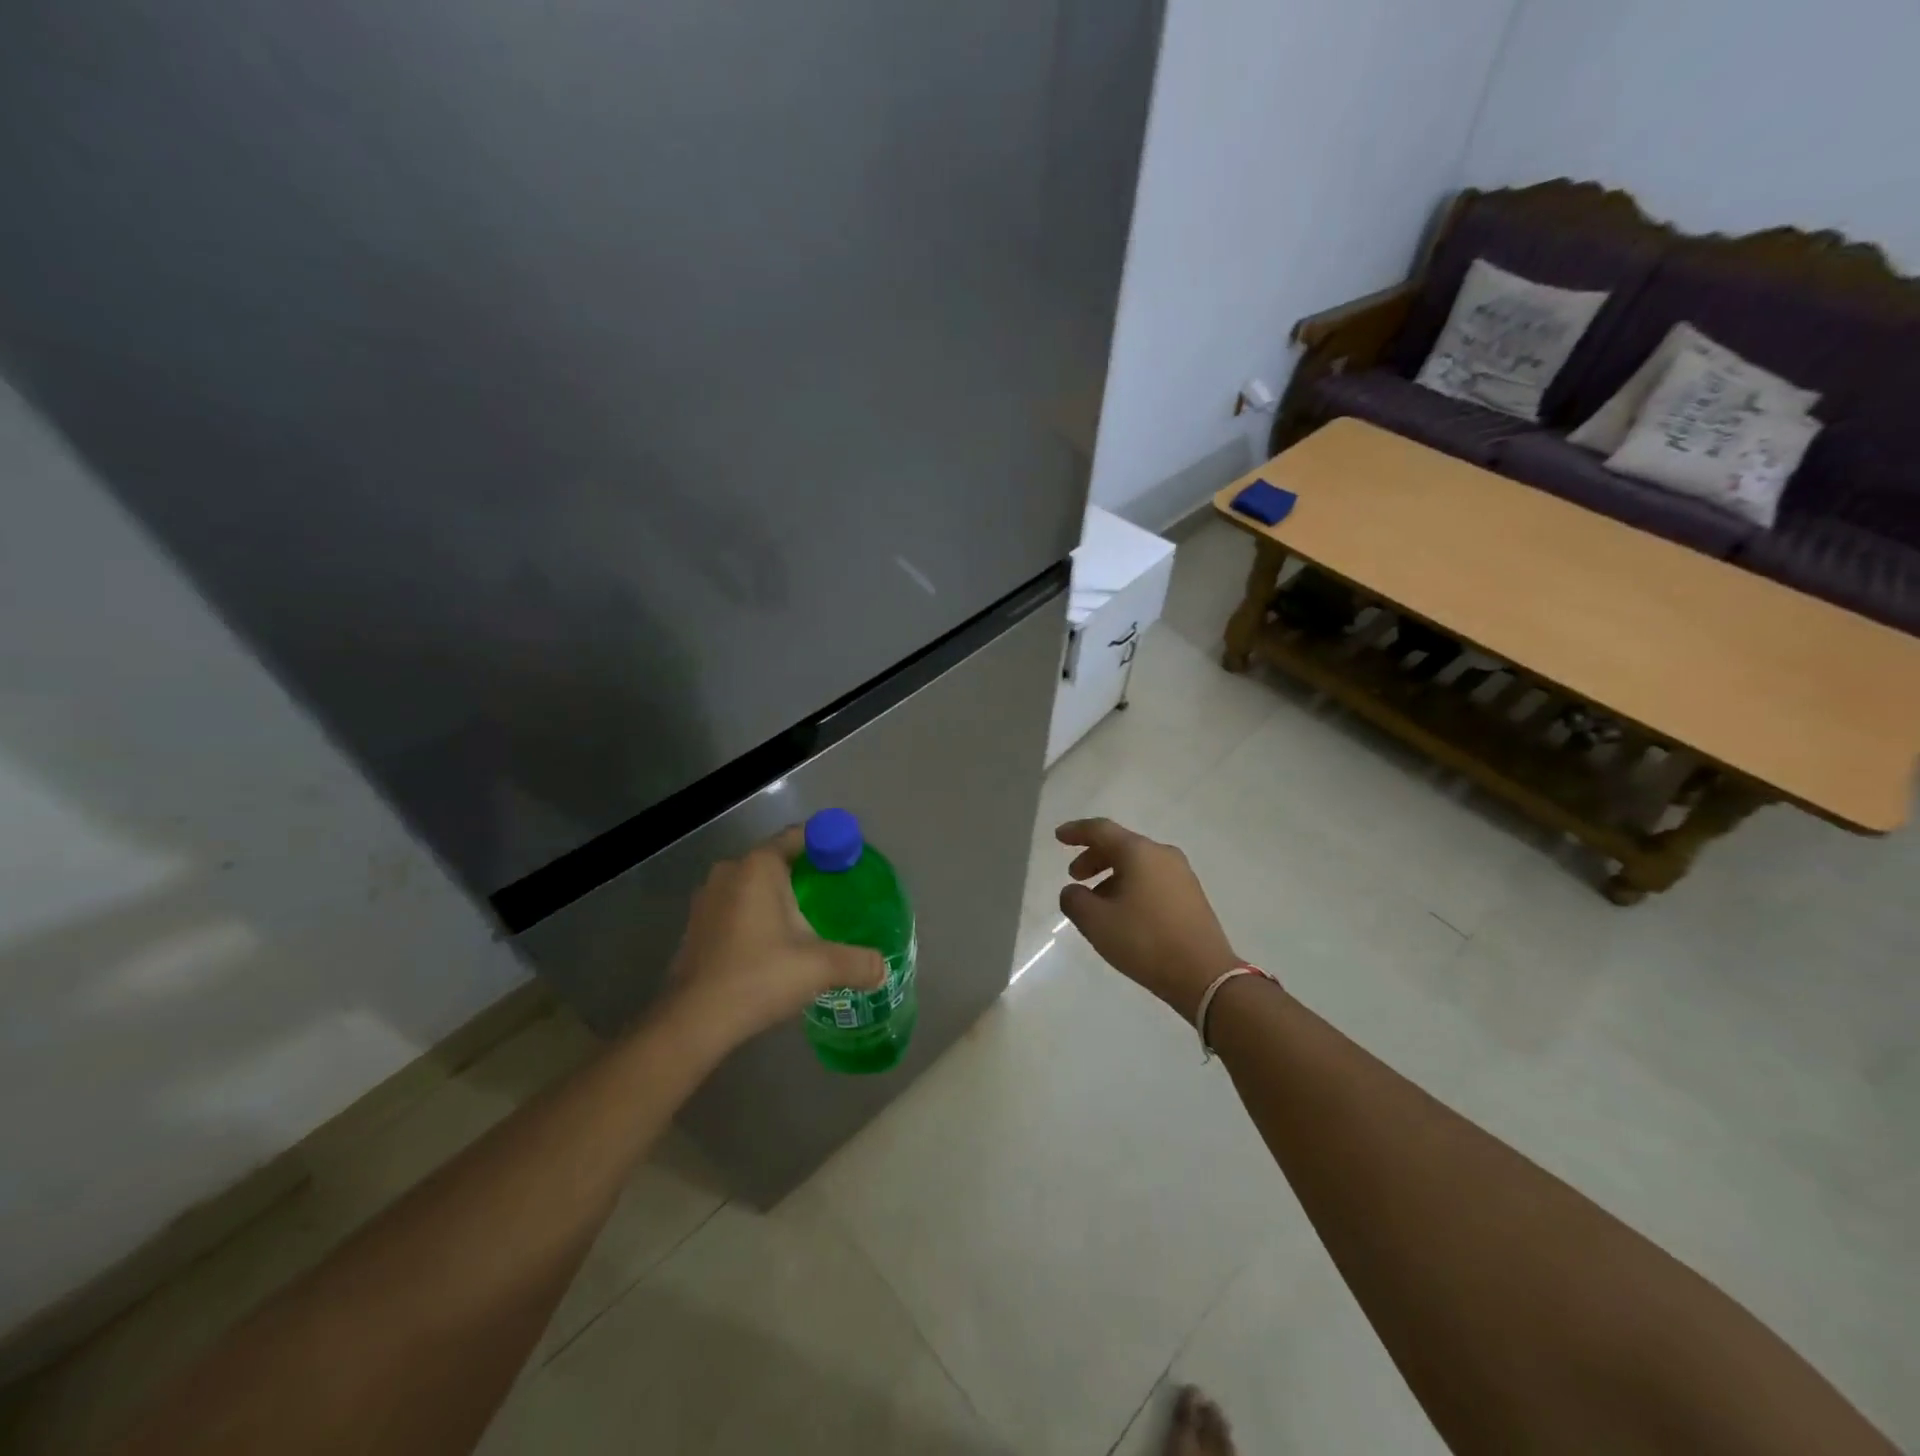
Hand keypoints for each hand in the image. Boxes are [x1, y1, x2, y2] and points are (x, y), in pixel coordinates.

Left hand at [664, 828, 886, 1050]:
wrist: (694, 1021)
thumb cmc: (759, 977)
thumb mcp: (820, 968)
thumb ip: (858, 962)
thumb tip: (883, 969)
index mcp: (759, 866)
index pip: (800, 836)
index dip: (828, 843)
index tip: (849, 860)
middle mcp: (730, 871)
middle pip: (777, 859)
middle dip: (805, 873)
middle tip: (835, 894)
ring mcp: (706, 897)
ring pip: (753, 885)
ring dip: (777, 896)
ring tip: (806, 921)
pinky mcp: (696, 924)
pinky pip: (735, 906)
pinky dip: (755, 915)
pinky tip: (772, 944)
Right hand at [1056, 818, 1239, 1021]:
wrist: (1204, 975)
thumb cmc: (1145, 941)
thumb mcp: (1096, 922)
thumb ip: (1074, 900)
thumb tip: (1073, 891)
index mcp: (1139, 852)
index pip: (1100, 830)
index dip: (1076, 831)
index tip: (1058, 836)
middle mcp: (1162, 855)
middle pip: (1121, 845)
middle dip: (1093, 857)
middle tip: (1075, 876)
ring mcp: (1181, 874)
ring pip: (1138, 864)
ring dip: (1112, 875)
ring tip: (1096, 902)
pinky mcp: (1191, 896)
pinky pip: (1153, 879)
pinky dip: (1131, 886)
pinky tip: (1123, 912)